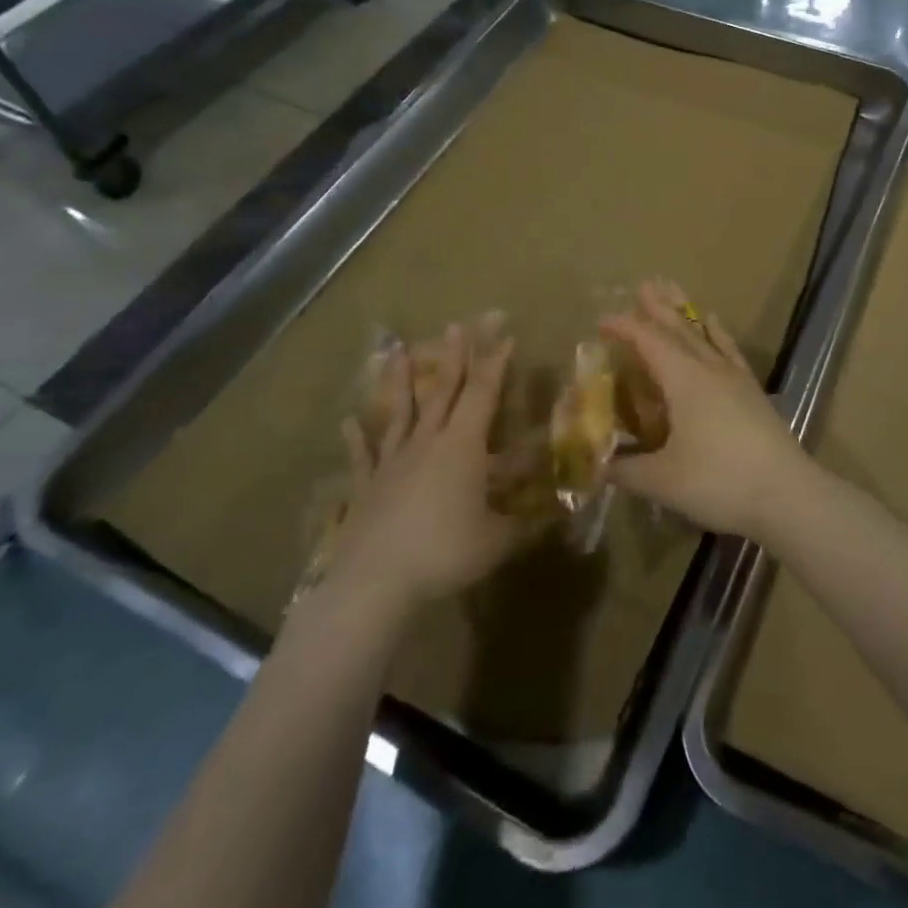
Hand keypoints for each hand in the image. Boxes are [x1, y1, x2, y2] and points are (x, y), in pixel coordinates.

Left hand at [319, 322, 523, 615]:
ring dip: (401, 381)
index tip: (505, 336)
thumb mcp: (497, 540)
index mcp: (463, 445)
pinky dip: (356, 438)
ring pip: (400, 412)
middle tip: (457, 325)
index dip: (496, 364)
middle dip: (454, 357)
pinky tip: (348, 422)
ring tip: (397, 352)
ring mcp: (393, 461)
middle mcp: (428, 442)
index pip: (484, 394)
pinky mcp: (367, 486)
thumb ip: (526, 524)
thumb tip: (559, 516)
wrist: (376, 582)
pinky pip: (362, 456)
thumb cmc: (445, 552)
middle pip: (444, 391)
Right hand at [601, 280, 812, 542]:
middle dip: (658, 307)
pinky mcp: (752, 391)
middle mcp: (708, 368)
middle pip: (679, 328)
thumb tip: (598, 465)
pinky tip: (714, 323)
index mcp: (683, 379)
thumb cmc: (719, 481)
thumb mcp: (662, 481)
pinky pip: (729, 349)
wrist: (787, 494)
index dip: (625, 328)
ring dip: (684, 312)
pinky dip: (718, 332)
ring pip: (703, 333)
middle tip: (643, 284)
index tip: (602, 322)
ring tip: (673, 291)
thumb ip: (626, 470)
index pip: (648, 341)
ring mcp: (734, 377)